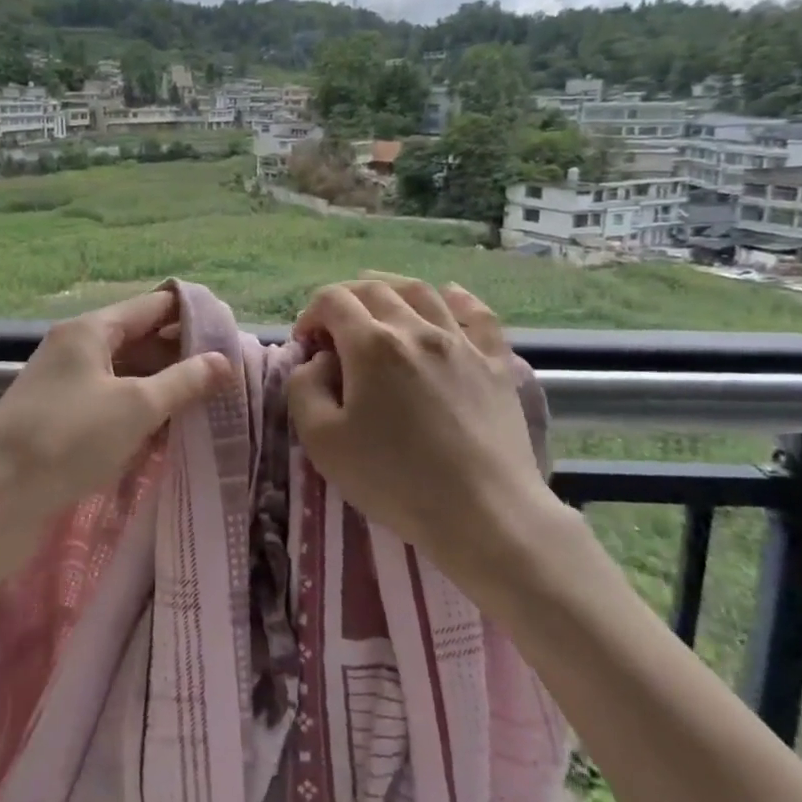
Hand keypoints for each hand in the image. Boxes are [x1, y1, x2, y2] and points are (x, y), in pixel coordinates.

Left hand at [0, 288, 228, 553]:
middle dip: (184, 355)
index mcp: (91, 330)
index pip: (154, 306)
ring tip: (210, 404)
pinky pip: (112, 404)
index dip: (194, 315)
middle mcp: (77, 349)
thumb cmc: (67, 440)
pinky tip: (170, 431)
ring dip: (165, 387)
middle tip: (229, 376)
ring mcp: (67, 385)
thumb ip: (184, 381)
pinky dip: (141, 412)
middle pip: (141, 339)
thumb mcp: (136, 407)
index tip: (233, 334)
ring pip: (128, 375)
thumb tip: (225, 360)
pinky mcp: (62, 420)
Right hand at [286, 276, 559, 580]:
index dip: (311, 314)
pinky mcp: (496, 363)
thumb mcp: (322, 442)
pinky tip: (448, 297)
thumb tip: (318, 360)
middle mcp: (417, 329)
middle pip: (374, 290)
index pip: (332, 301)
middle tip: (333, 325)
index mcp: (371, 345)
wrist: (484, 512)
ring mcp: (461, 343)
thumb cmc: (395, 480)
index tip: (306, 345)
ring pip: (423, 292)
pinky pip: (478, 315)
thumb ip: (304, 389)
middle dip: (345, 298)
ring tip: (378, 301)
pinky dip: (458, 299)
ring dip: (391, 288)